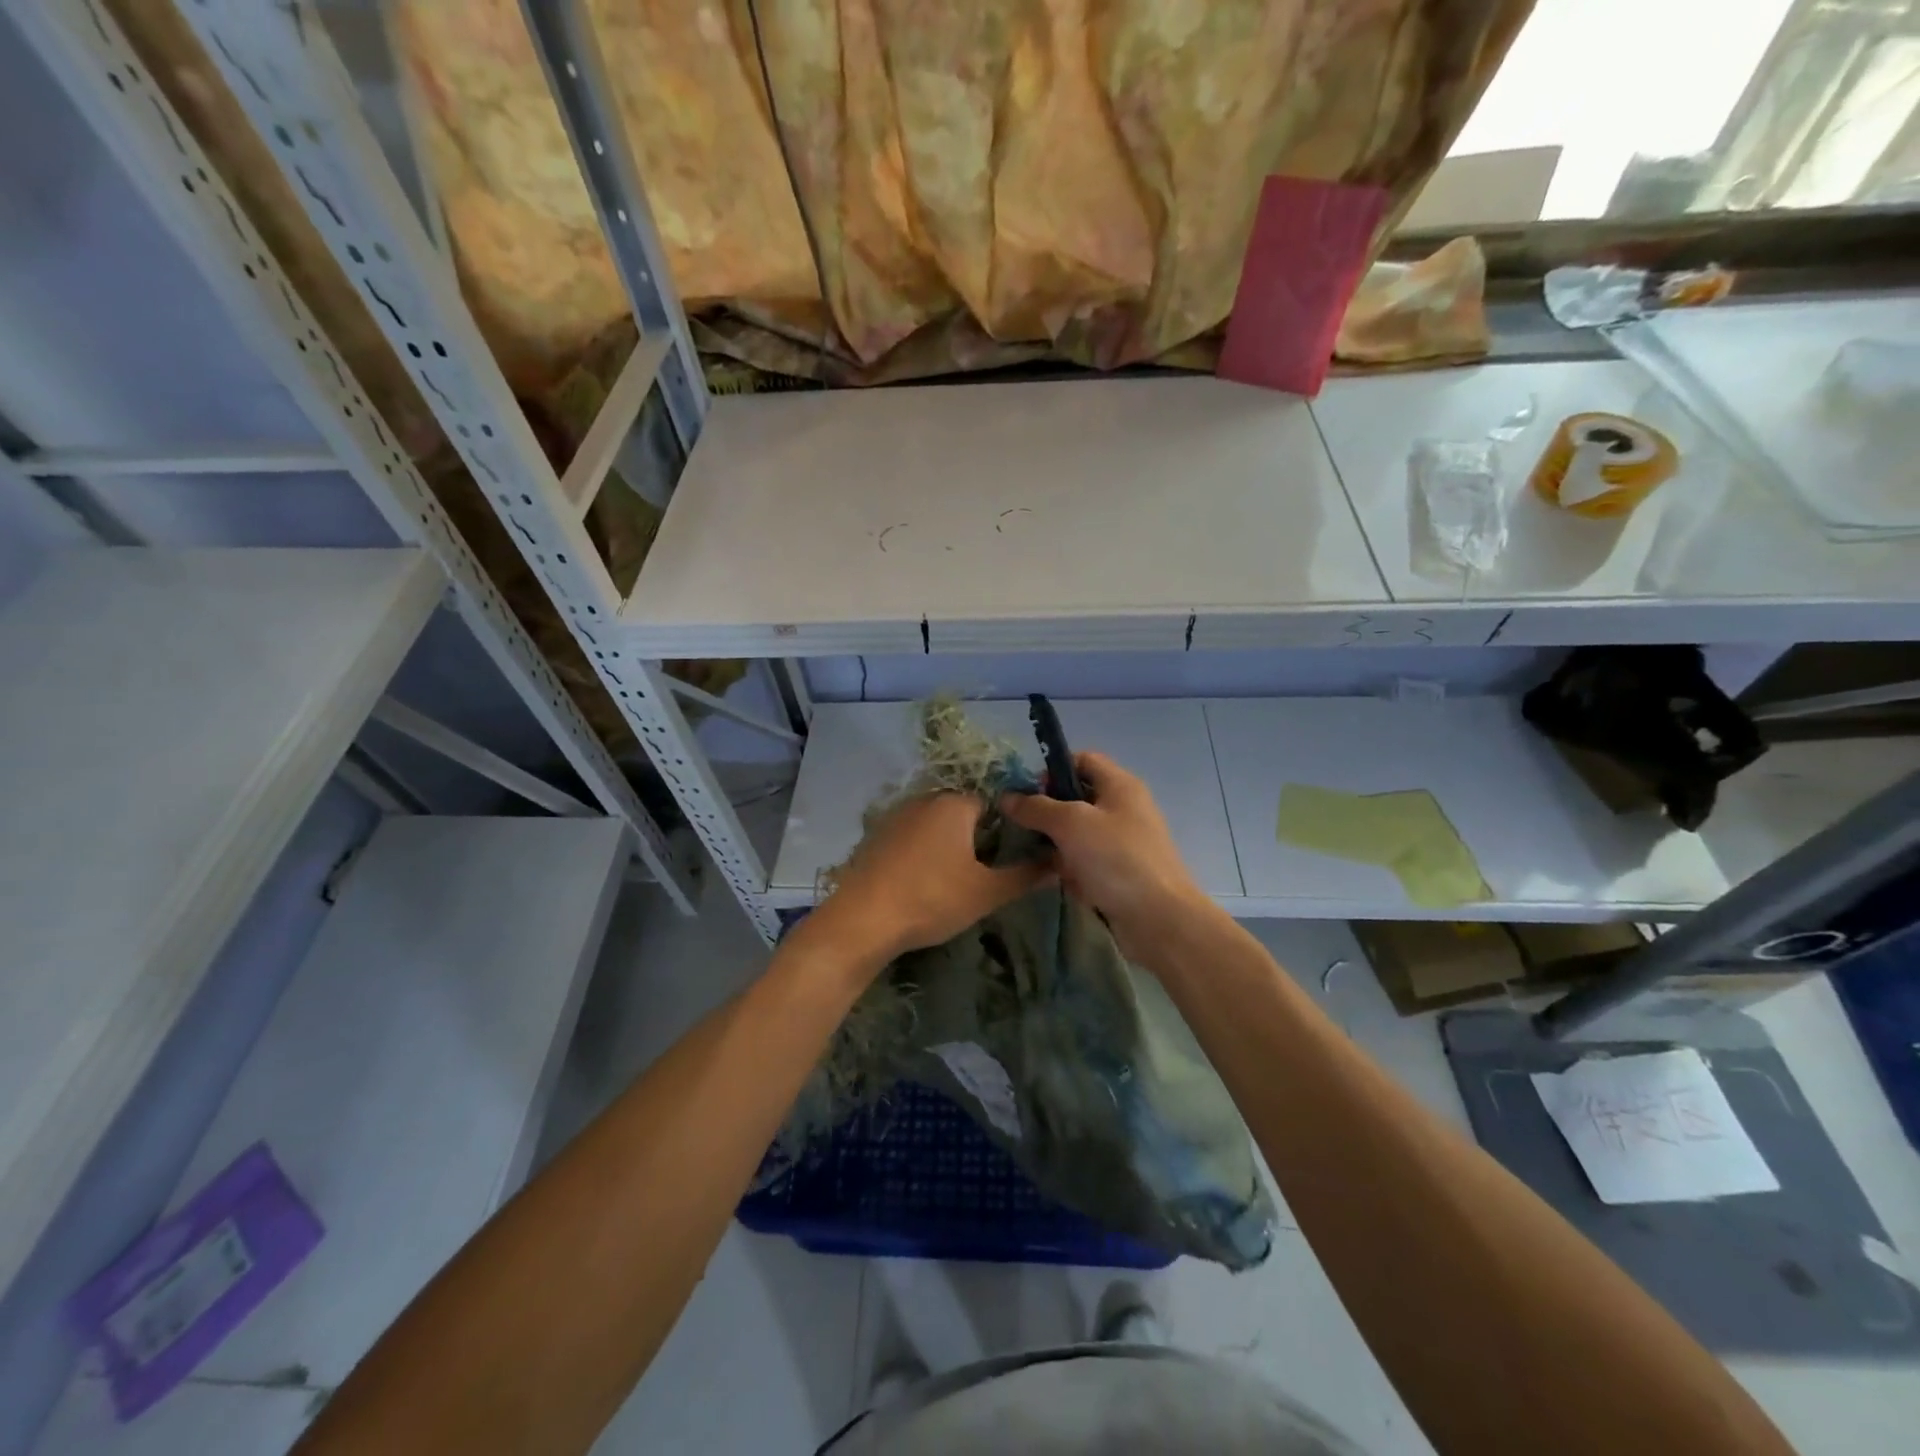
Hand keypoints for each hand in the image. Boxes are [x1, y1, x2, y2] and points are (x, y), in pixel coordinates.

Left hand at [809, 792, 1053, 967]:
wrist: (862, 920)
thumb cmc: (932, 899)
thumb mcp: (986, 892)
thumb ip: (1025, 876)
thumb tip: (1059, 864)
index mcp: (954, 804)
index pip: (993, 802)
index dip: (1006, 827)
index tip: (1011, 855)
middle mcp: (924, 799)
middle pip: (962, 811)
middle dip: (976, 836)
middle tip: (985, 871)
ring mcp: (895, 816)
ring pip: (934, 824)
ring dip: (947, 844)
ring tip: (955, 879)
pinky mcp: (875, 836)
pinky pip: (910, 836)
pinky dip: (921, 852)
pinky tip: (922, 881)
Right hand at [999, 752, 1209, 957]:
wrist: (1159, 919)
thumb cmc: (1116, 859)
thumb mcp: (1071, 824)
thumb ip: (1036, 808)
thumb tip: (1007, 797)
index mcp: (1120, 785)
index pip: (1082, 759)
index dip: (1052, 770)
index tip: (1028, 793)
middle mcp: (1124, 808)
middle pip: (1078, 798)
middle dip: (1049, 812)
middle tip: (1022, 827)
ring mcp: (1124, 843)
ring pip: (1079, 834)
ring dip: (1057, 845)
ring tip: (1035, 857)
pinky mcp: (1121, 873)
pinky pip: (1087, 862)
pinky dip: (1072, 870)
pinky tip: (1061, 882)